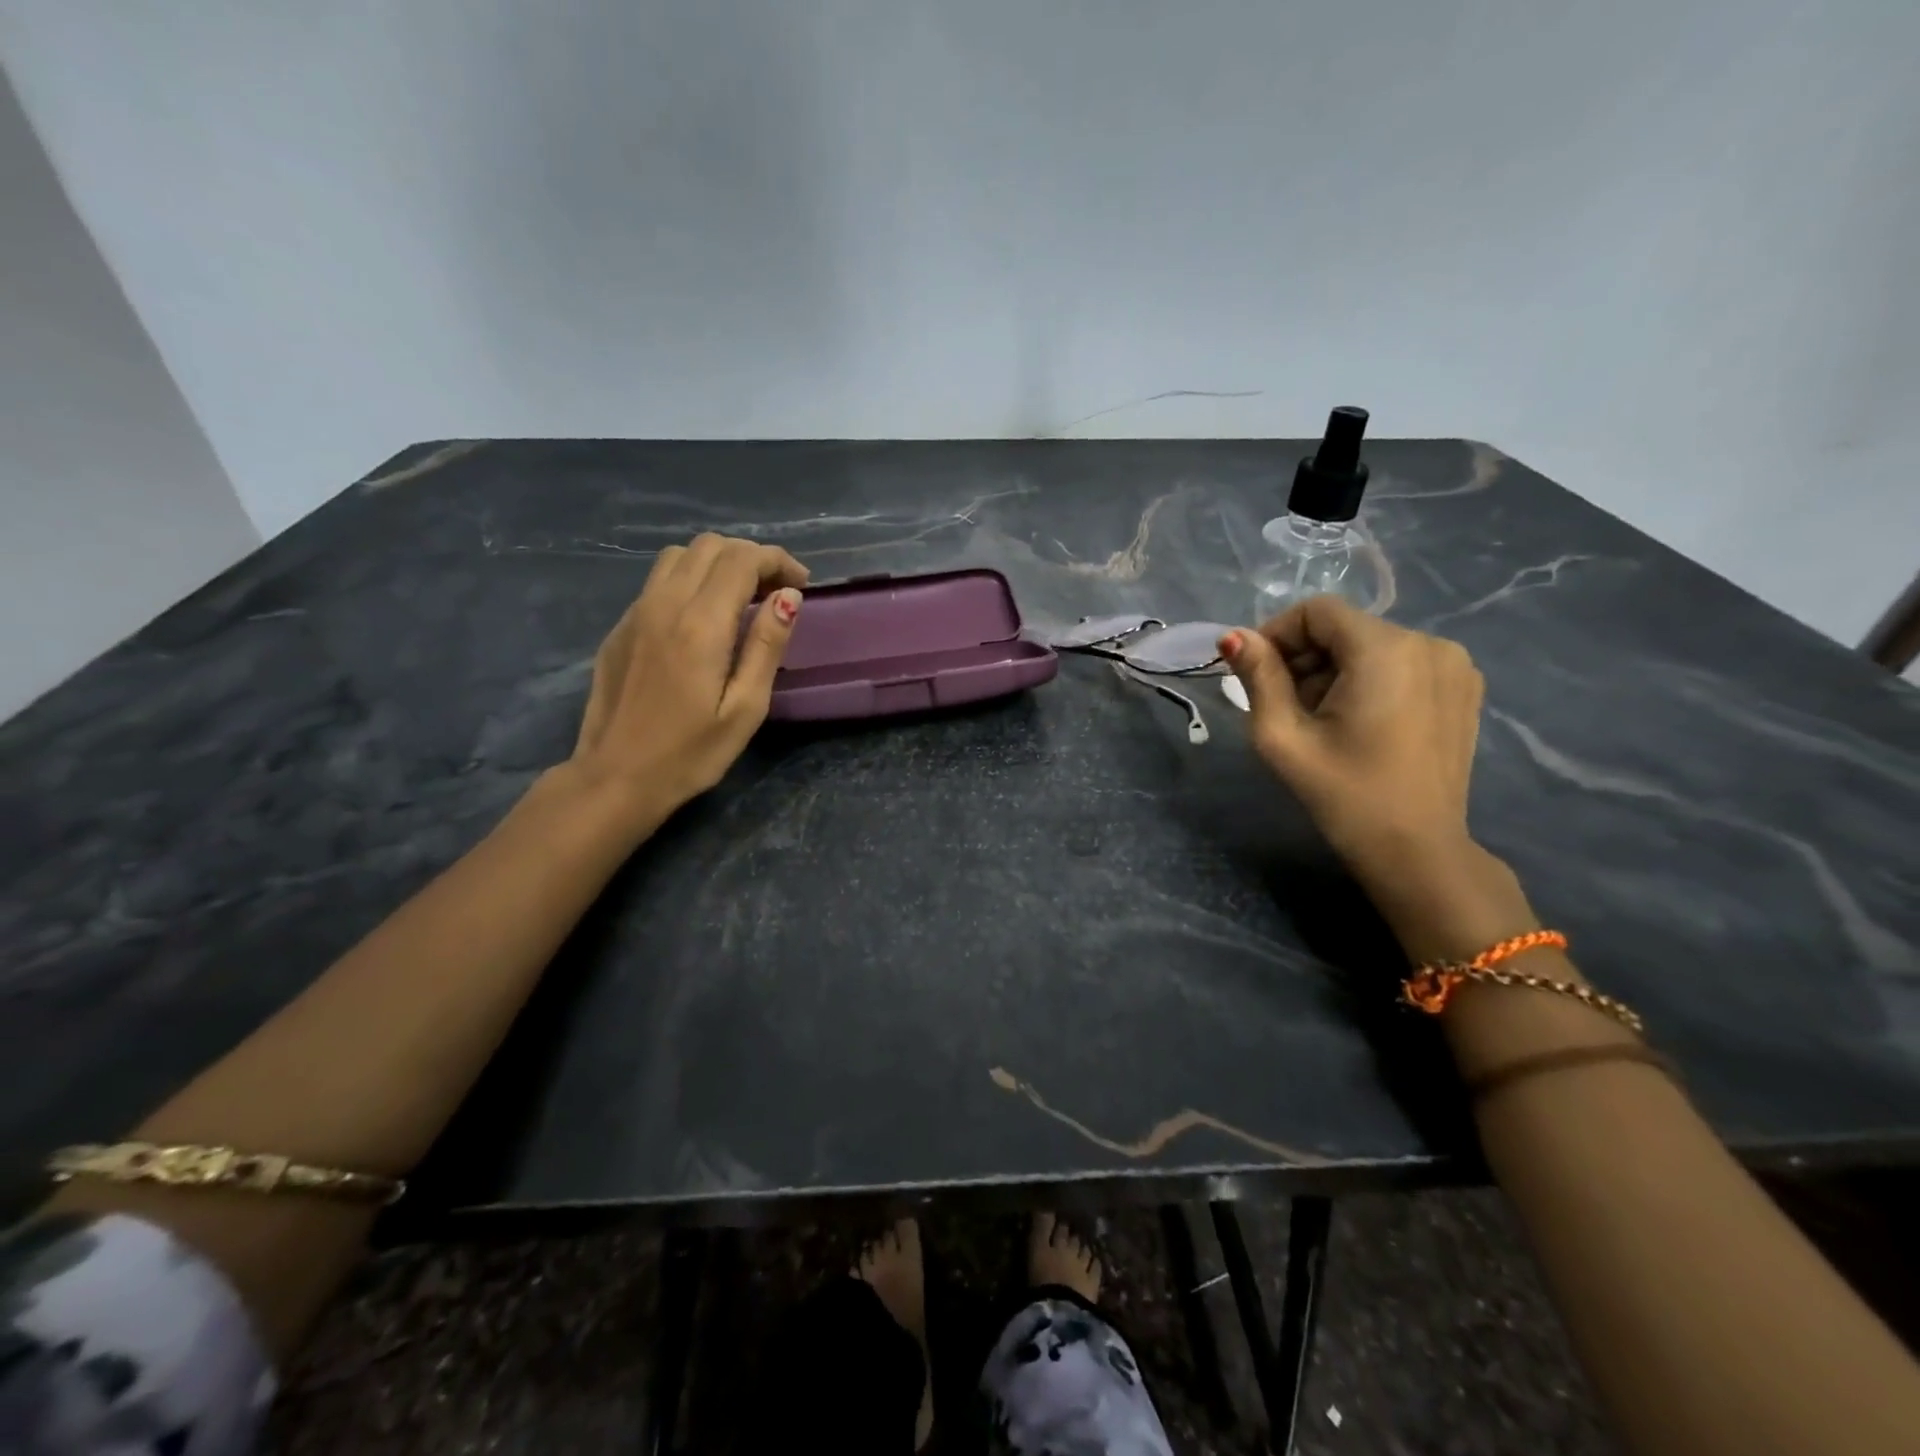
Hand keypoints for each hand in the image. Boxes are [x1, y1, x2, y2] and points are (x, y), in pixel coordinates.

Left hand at [570, 534, 807, 822]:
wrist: (614, 778)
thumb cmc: (690, 753)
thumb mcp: (745, 708)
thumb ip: (767, 645)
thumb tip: (788, 597)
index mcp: (701, 623)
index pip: (742, 560)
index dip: (777, 561)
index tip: (801, 584)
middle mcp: (664, 604)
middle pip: (710, 546)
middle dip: (750, 557)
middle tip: (776, 591)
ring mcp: (635, 613)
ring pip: (680, 556)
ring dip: (718, 563)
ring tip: (741, 597)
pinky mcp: (620, 628)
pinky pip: (659, 582)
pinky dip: (690, 581)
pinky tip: (703, 619)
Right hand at [1220, 596, 1485, 883]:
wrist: (1416, 851)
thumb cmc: (1343, 794)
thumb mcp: (1283, 736)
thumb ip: (1258, 677)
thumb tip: (1233, 636)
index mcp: (1386, 650)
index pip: (1317, 611)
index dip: (1277, 634)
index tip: (1255, 674)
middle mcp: (1429, 643)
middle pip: (1345, 628)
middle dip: (1304, 657)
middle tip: (1281, 704)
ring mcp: (1455, 665)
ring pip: (1372, 646)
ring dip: (1334, 671)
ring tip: (1318, 719)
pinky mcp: (1464, 689)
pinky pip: (1401, 664)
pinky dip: (1369, 680)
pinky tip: (1357, 723)